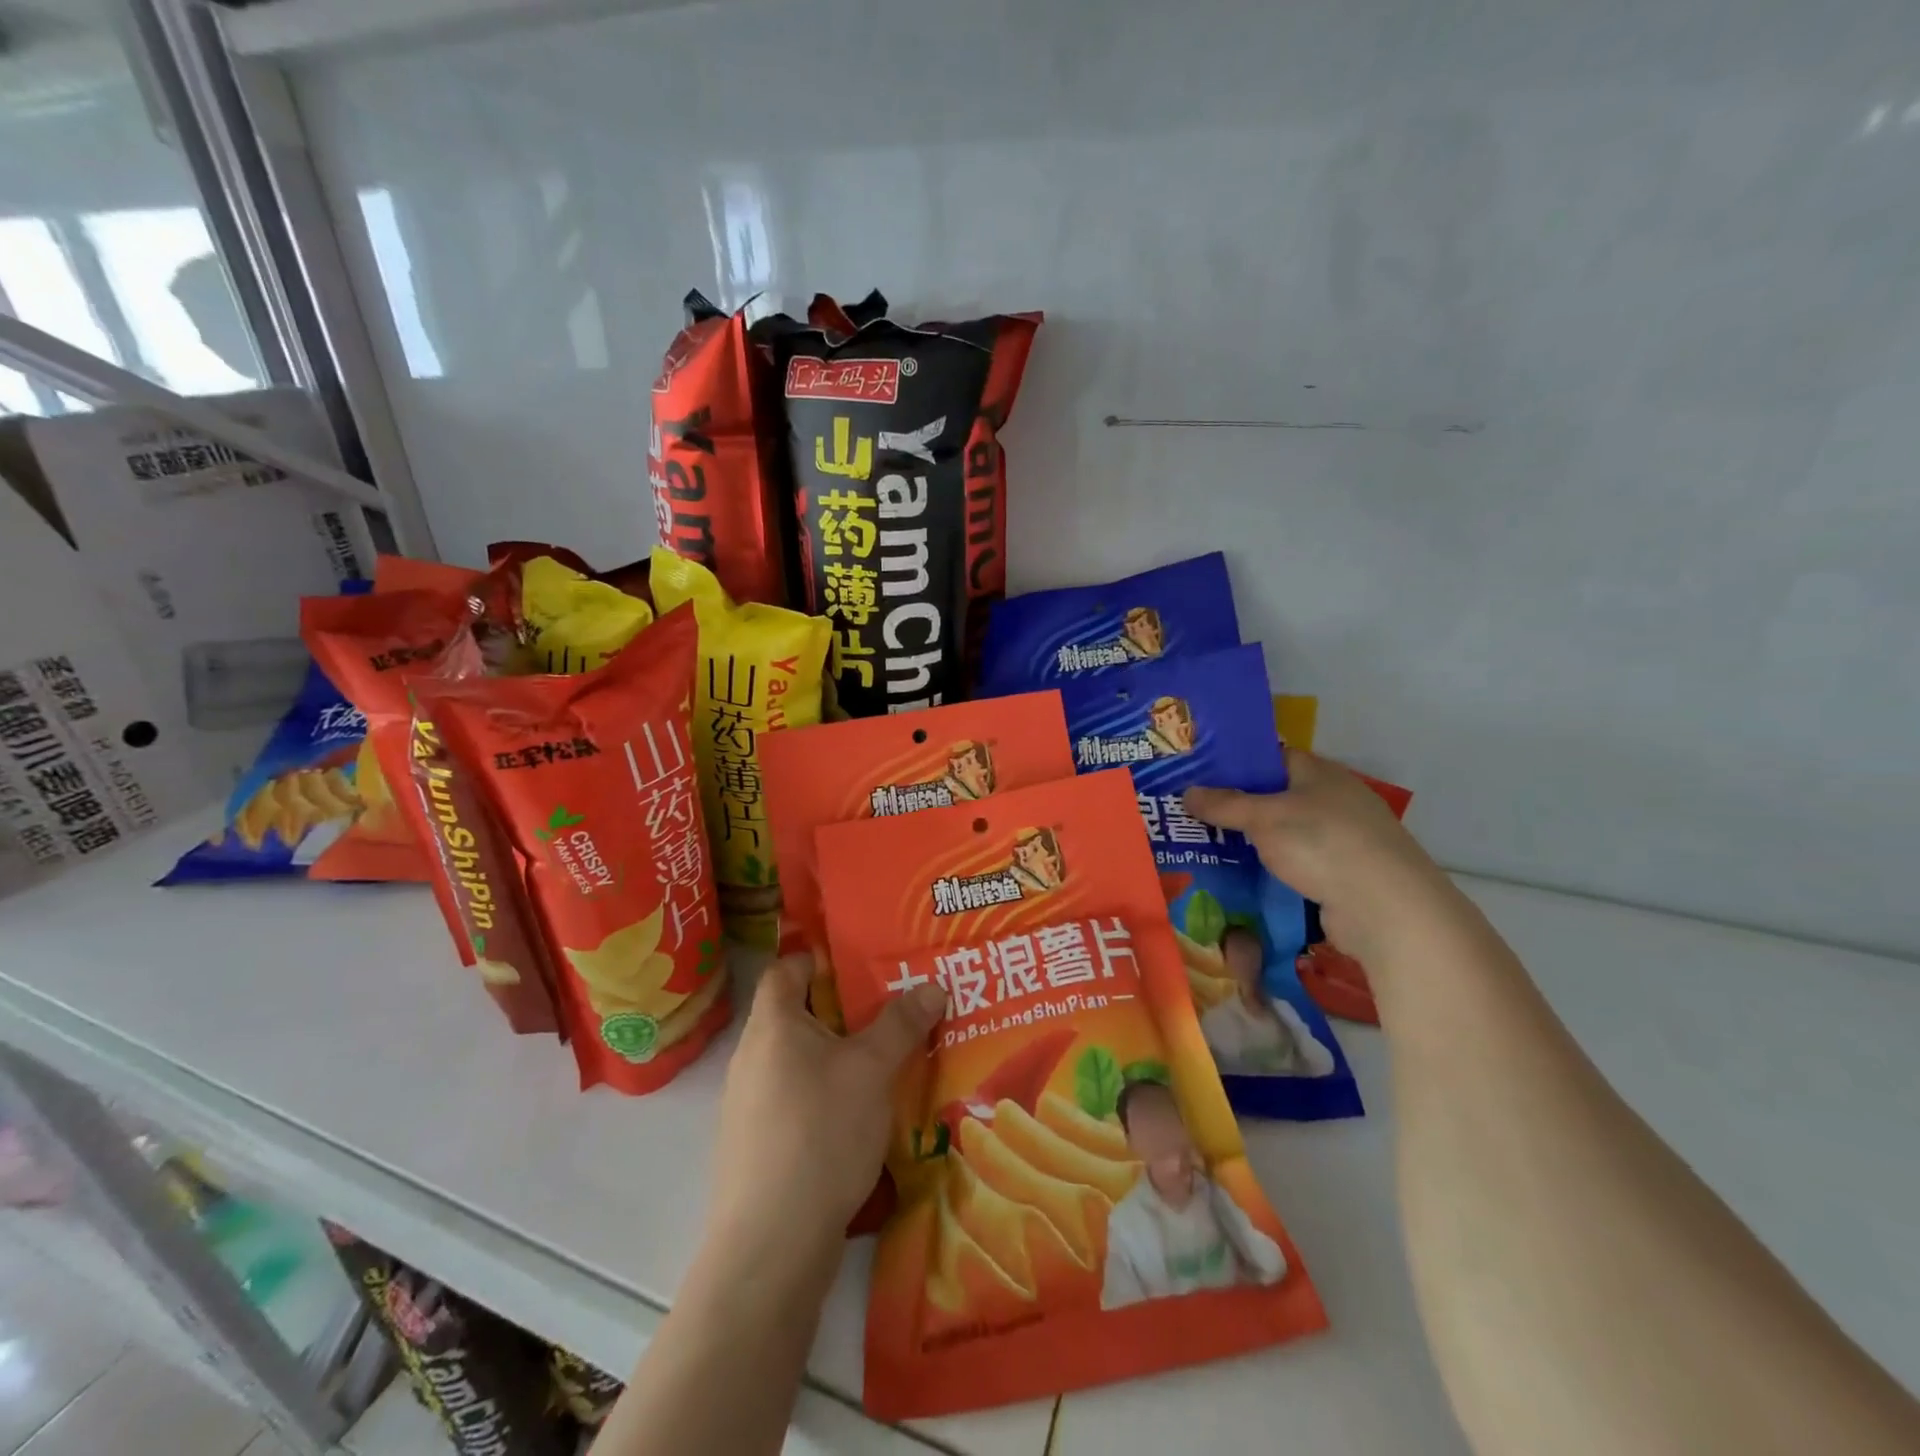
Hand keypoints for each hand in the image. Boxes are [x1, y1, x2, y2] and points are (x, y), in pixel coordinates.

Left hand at [709, 954, 944, 1258]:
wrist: (771, 1246)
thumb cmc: (821, 1132)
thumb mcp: (872, 1069)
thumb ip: (901, 1023)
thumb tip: (932, 984)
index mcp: (772, 1025)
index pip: (785, 968)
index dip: (819, 958)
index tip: (862, 964)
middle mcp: (752, 1057)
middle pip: (795, 1014)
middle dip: (842, 1010)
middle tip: (890, 1010)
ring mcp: (748, 1105)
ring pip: (798, 1060)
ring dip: (837, 1055)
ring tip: (883, 1060)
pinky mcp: (756, 1145)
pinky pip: (794, 1098)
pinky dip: (825, 1093)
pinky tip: (860, 1114)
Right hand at [1185, 750, 1452, 966]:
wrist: (1386, 908)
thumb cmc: (1323, 844)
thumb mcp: (1264, 818)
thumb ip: (1224, 804)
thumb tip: (1186, 792)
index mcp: (1320, 773)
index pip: (1271, 758)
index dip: (1236, 764)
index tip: (1198, 776)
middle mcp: (1333, 800)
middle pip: (1275, 797)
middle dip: (1237, 808)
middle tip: (1192, 814)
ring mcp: (1340, 840)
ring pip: (1284, 834)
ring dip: (1252, 843)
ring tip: (1206, 847)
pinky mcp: (1341, 875)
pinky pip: (1295, 865)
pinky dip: (1271, 870)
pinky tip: (1240, 878)